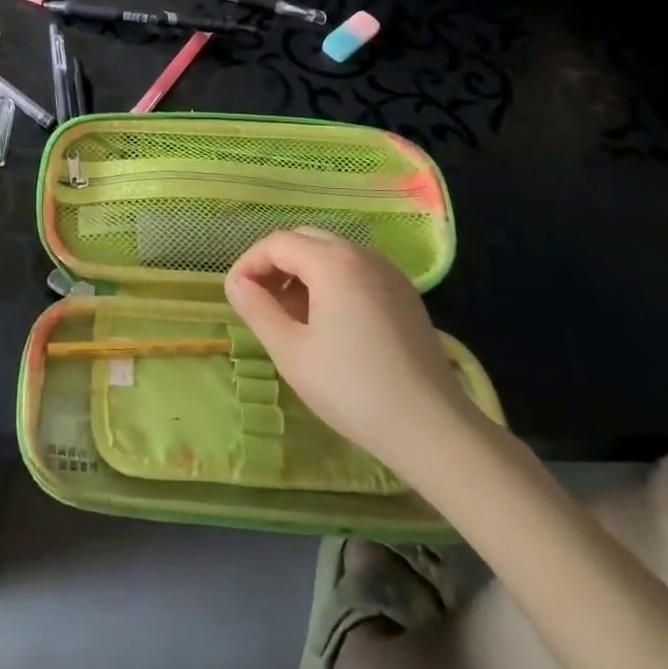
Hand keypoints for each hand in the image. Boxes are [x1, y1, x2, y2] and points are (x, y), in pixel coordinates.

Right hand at [224, 228, 482, 476]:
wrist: (432, 428)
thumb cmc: (352, 389)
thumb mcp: (290, 351)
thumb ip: (257, 309)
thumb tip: (236, 283)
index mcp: (333, 262)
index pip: (277, 243)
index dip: (249, 264)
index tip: (235, 296)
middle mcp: (363, 254)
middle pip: (305, 239)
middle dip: (275, 263)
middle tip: (258, 301)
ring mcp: (389, 273)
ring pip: (332, 253)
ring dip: (302, 272)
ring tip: (288, 315)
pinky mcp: (404, 295)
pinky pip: (356, 271)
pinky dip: (330, 282)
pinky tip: (326, 322)